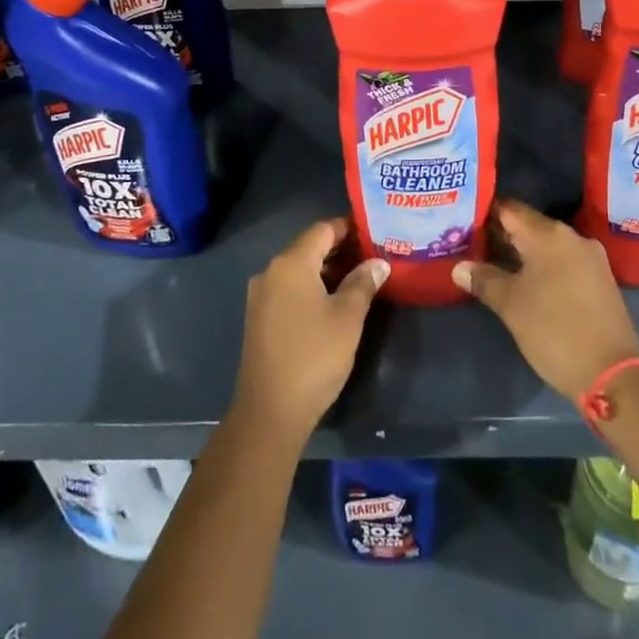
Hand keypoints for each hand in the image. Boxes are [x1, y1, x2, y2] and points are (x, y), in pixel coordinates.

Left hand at [232, 217, 387, 444]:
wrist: (270, 410)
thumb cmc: (314, 356)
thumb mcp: (347, 318)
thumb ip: (363, 283)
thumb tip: (378, 262)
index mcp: (291, 263)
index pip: (322, 230)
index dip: (348, 228)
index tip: (373, 232)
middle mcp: (271, 271)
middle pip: (309, 247)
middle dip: (340, 249)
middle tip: (372, 256)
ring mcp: (261, 295)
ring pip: (298, 270)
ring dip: (326, 270)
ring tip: (359, 279)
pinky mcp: (259, 317)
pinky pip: (289, 289)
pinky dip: (311, 287)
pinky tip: (332, 302)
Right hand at [453, 200, 638, 401]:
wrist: (613, 375)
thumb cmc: (555, 330)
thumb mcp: (511, 305)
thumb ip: (484, 279)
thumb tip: (459, 267)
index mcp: (549, 235)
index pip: (509, 209)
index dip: (484, 212)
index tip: (463, 221)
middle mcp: (572, 237)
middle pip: (528, 225)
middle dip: (500, 234)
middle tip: (471, 245)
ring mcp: (590, 258)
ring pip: (546, 245)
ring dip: (521, 252)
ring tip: (492, 264)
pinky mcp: (599, 280)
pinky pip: (562, 261)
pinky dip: (541, 266)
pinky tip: (524, 282)